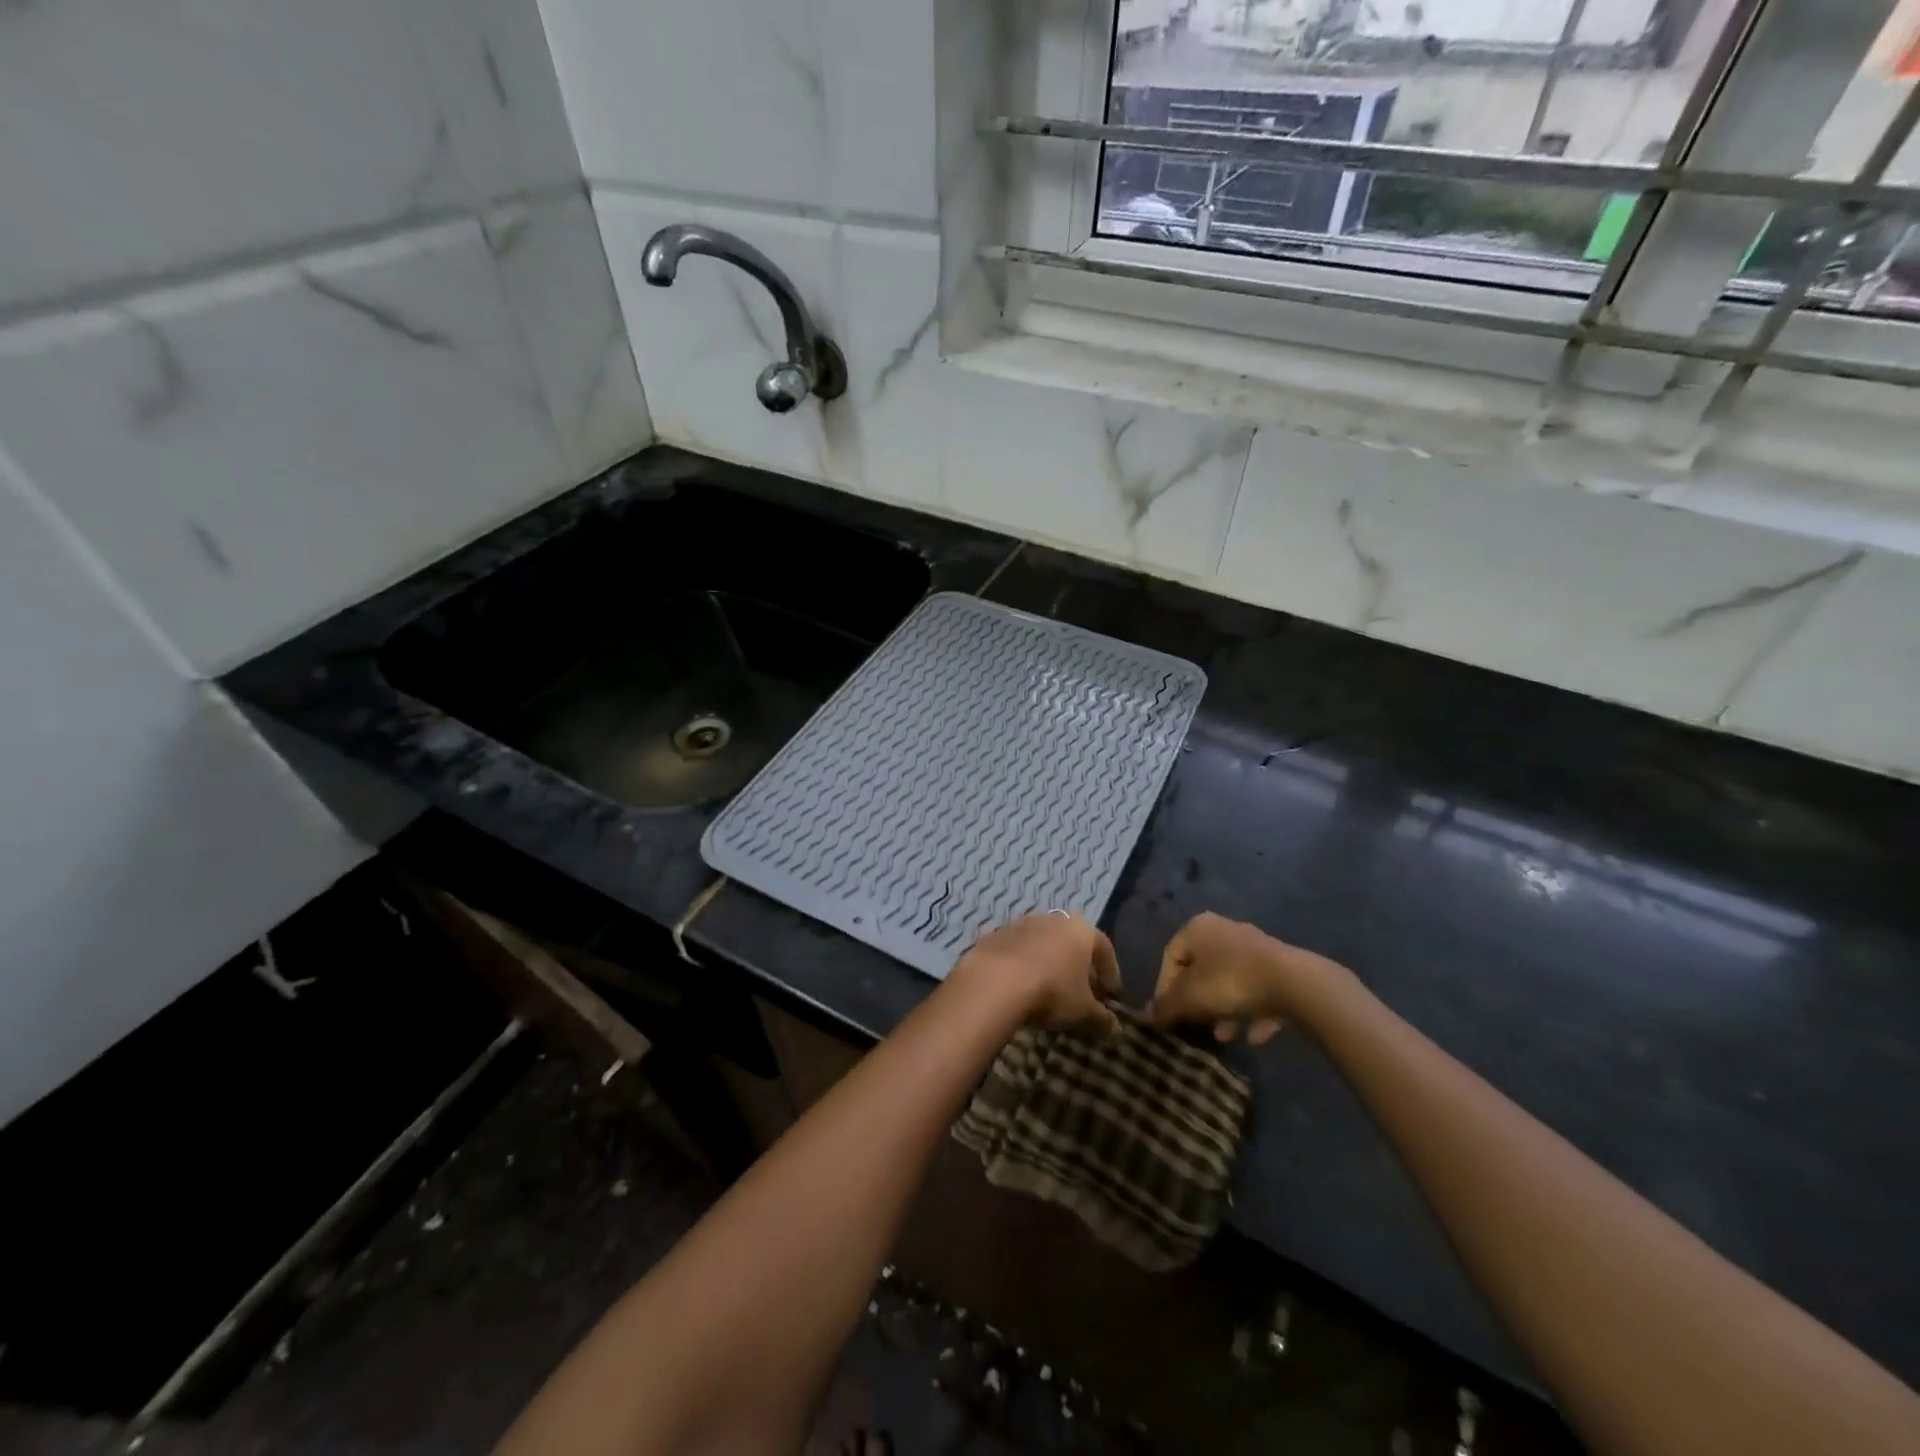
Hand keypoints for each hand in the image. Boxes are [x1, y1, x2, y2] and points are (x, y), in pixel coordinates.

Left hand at [949, 912, 1121, 1034]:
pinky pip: (1018, 949)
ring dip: (1050, 961)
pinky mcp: (996, 934)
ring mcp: (1022, 923)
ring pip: (1044, 943)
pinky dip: (1024, 964)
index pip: (1104, 948)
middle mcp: (1054, 919)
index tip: (1111, 994)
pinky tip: (1022, 985)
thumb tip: (1116, 1029)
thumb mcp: (1084, 1012)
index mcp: (1081, 930)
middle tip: (1081, 990)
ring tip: (1049, 988)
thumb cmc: (1052, 992)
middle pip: (1072, 942)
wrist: (996, 981)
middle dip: (1079, 965)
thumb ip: (1102, 1019)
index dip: (1110, 972)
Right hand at [1150, 912, 1346, 1046]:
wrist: (1295, 983)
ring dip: (1224, 1011)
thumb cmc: (1231, 982)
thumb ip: (1166, 1007)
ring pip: (1230, 982)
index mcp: (1197, 928)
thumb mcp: (1190, 998)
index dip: (1164, 989)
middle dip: (1197, 1002)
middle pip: (1201, 970)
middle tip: (1196, 1026)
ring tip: (1224, 1037)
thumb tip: (1148, 1016)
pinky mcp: (1281, 967)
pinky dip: (1253, 1013)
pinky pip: (1258, 992)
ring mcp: (1256, 948)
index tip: (1168, 1016)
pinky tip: (1253, 1037)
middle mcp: (1224, 930)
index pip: (1170, 957)